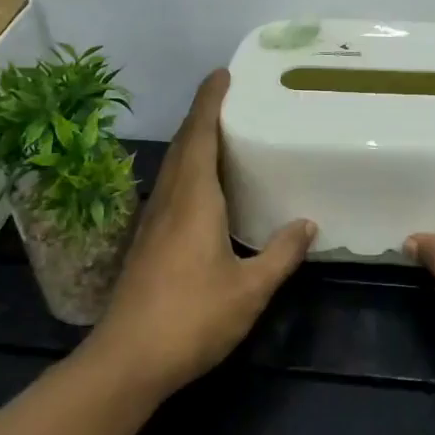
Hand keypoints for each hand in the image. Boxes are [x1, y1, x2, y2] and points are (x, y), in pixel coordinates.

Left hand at [90, 70, 315, 395]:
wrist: (127, 360)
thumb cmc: (192, 318)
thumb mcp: (249, 289)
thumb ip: (280, 254)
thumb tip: (307, 225)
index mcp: (193, 201)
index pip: (199, 136)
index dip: (209, 102)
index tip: (222, 74)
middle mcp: (168, 202)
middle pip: (182, 146)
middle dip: (201, 116)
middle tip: (229, 99)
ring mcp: (152, 223)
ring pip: (172, 168)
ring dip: (192, 143)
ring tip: (220, 135)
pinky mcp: (146, 245)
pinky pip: (169, 190)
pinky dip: (187, 172)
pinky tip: (203, 191)